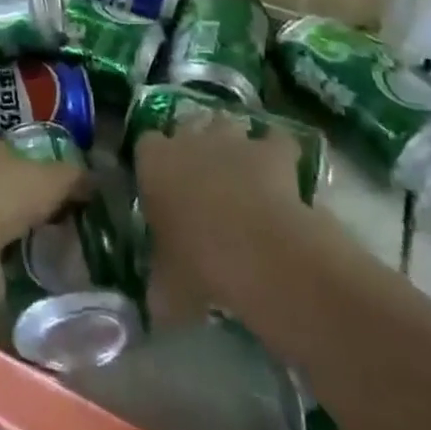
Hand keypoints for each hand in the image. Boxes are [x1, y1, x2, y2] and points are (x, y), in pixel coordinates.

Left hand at [0, 134, 85, 248]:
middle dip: (18, 189)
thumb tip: (95, 177)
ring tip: (24, 232)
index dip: (38, 166)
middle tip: (42, 212)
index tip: (54, 188)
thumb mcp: (52, 182)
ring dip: (0, 211)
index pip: (18, 148)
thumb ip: (74, 177)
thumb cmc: (6, 195)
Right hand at [134, 126, 317, 326]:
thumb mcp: (167, 288)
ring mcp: (233, 140)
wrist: (263, 254)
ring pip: (228, 126)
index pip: (145, 145)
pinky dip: (279, 154)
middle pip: (187, 128)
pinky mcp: (274, 151)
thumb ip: (160, 285)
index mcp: (153, 162)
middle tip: (202, 182)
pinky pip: (276, 142)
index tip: (163, 187)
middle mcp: (189, 139)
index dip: (155, 164)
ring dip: (232, 145)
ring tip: (241, 175)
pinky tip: (284, 176)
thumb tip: (158, 304)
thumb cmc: (201, 266)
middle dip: (194, 147)